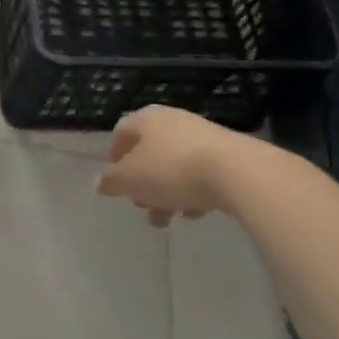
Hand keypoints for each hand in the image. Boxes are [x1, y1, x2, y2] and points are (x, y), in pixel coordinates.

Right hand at [95, 106, 261, 226]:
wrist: (238, 172)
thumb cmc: (172, 169)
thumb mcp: (130, 179)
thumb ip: (111, 181)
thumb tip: (99, 183)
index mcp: (146, 119)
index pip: (122, 131)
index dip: (114, 155)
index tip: (114, 180)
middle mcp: (173, 121)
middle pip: (149, 152)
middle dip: (142, 182)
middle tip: (140, 206)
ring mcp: (203, 136)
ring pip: (174, 166)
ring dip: (166, 192)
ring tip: (166, 220)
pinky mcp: (228, 155)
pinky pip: (201, 173)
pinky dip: (193, 192)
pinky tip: (194, 213)